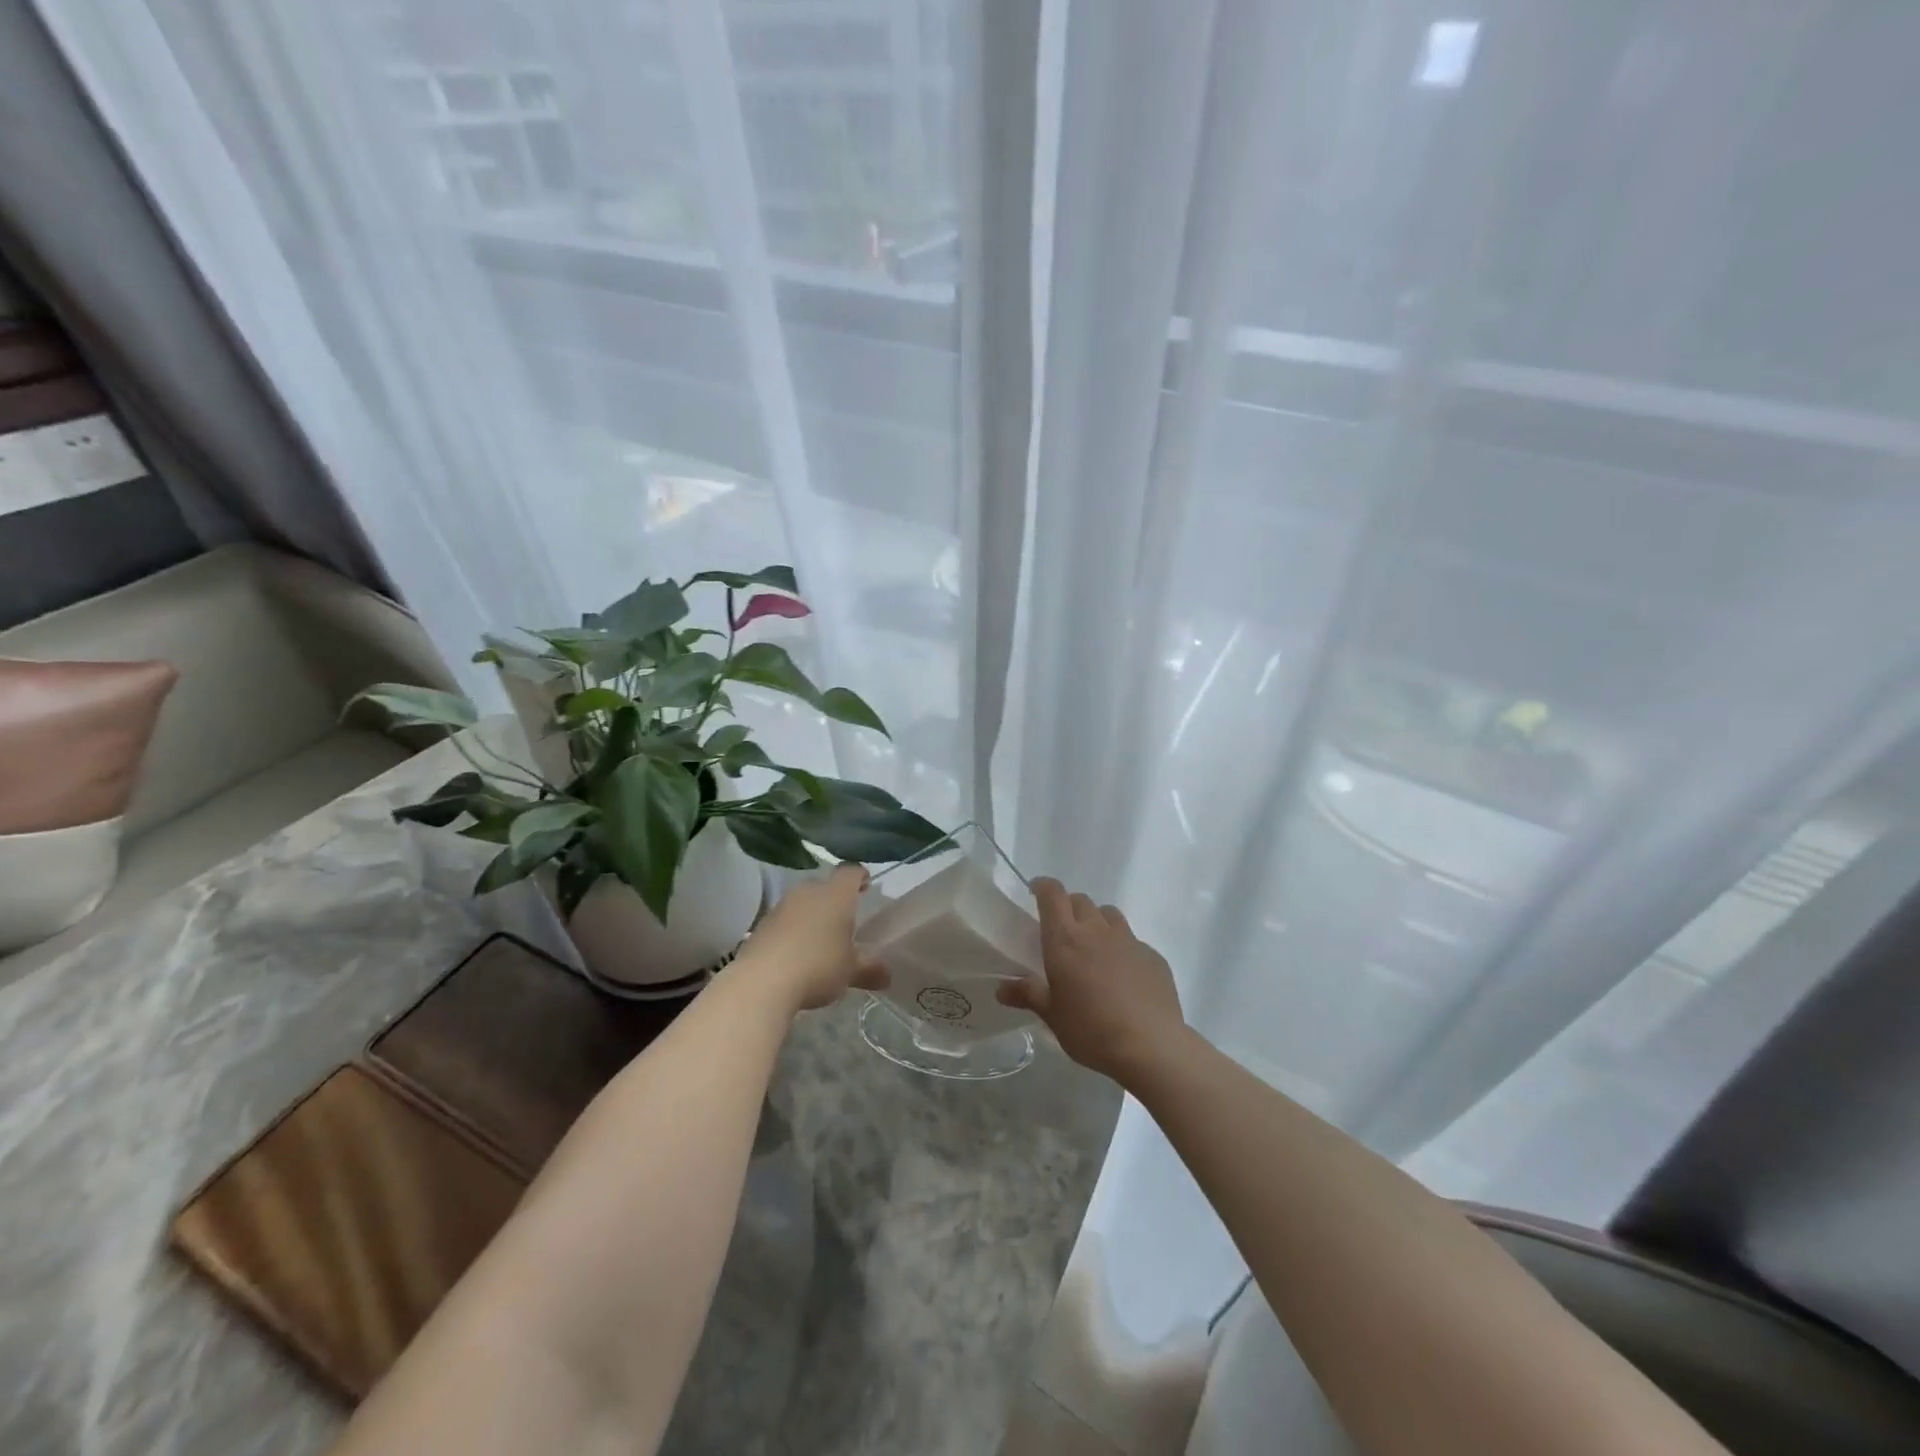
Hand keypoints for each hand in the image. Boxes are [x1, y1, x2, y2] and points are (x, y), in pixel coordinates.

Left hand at [737, 863, 888, 1011]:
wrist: (762, 981)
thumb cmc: (818, 966)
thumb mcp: (850, 971)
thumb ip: (870, 970)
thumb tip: (887, 975)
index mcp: (836, 895)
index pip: (850, 872)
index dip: (859, 877)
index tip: (866, 885)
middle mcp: (808, 892)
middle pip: (824, 885)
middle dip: (834, 898)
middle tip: (844, 918)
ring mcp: (782, 906)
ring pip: (802, 902)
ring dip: (811, 914)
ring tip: (820, 937)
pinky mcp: (762, 924)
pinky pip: (784, 920)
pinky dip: (792, 930)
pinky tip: (796, 952)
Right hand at [997, 878, 1184, 1082]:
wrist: (1150, 1046)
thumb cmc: (1090, 1029)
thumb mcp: (1052, 1015)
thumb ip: (1028, 995)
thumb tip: (1001, 989)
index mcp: (1065, 939)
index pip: (1053, 895)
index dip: (1043, 887)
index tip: (1036, 891)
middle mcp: (1097, 931)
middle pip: (1081, 901)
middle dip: (1068, 907)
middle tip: (1062, 930)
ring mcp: (1129, 941)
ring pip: (1109, 915)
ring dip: (1097, 921)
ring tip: (1093, 946)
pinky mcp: (1153, 956)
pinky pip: (1133, 941)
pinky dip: (1122, 948)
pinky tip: (1123, 975)